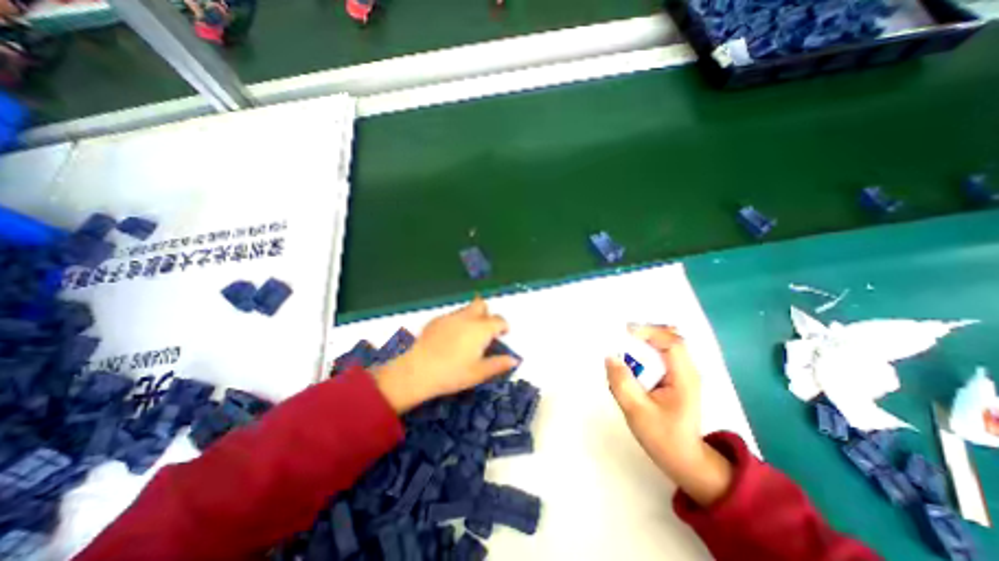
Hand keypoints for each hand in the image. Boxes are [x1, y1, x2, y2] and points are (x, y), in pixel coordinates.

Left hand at [372, 299, 513, 410]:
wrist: (416, 370)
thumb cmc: (452, 374)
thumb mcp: (479, 373)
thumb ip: (498, 364)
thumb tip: (514, 360)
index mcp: (481, 329)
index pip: (499, 320)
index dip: (504, 326)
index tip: (503, 334)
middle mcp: (467, 318)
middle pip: (481, 305)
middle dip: (487, 313)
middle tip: (485, 331)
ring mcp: (450, 317)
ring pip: (466, 309)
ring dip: (472, 317)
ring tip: (467, 336)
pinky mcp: (435, 321)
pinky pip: (452, 316)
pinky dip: (456, 322)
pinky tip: (449, 339)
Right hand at [604, 324, 731, 508]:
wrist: (685, 460)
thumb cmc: (663, 438)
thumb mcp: (638, 412)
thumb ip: (622, 383)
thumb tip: (610, 356)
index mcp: (684, 377)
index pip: (672, 342)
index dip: (649, 332)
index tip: (624, 332)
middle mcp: (687, 369)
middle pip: (669, 337)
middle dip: (644, 333)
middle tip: (620, 336)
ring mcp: (682, 372)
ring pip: (664, 344)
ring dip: (644, 341)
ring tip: (622, 345)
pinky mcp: (674, 377)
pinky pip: (660, 354)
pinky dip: (645, 350)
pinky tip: (631, 358)